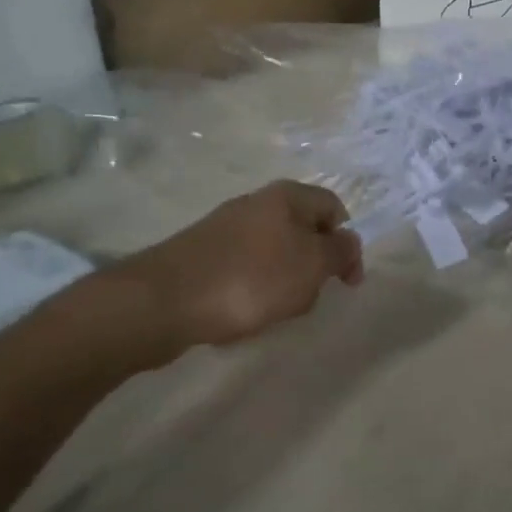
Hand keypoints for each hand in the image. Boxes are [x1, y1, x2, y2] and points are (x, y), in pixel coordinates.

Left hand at [76, 180, 363, 369]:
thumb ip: (340, 252)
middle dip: (313, 267)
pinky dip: (252, 291)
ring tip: (272, 310)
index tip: (346, 282)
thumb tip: (348, 241)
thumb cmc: (251, 279)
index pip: (334, 208)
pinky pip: (244, 270)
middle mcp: (256, 204)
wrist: (163, 301)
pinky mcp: (203, 255)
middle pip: (303, 232)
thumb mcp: (311, 265)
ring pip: (275, 254)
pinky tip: (242, 314)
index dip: (347, 243)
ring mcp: (225, 229)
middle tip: (307, 297)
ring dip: (283, 283)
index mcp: (286, 197)